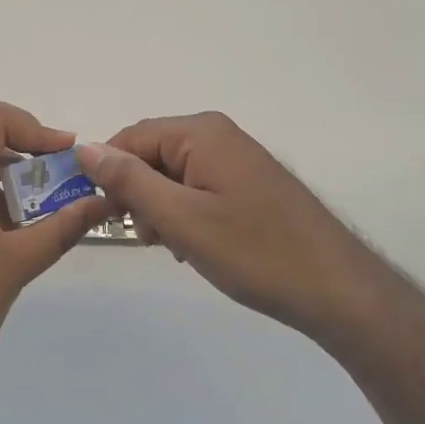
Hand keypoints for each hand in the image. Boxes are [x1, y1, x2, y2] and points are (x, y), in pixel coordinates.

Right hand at [77, 113, 369, 341]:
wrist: (340, 291)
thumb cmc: (256, 252)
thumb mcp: (181, 219)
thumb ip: (129, 181)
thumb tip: (85, 149)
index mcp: (200, 132)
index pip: (130, 138)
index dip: (109, 173)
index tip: (103, 216)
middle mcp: (217, 134)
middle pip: (152, 153)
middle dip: (139, 193)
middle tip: (147, 238)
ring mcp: (236, 158)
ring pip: (172, 174)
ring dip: (161, 207)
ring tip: (173, 246)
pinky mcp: (248, 182)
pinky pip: (197, 186)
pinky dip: (186, 212)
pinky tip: (195, 245)